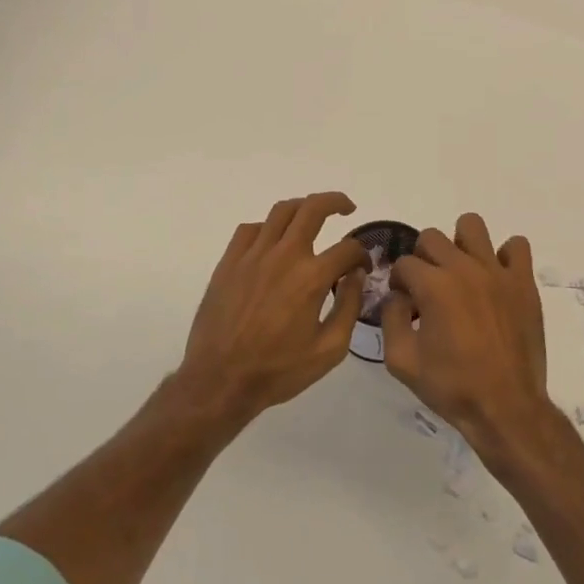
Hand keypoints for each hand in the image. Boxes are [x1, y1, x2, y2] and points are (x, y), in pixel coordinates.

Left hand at [178, 192, 369, 420]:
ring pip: (281, 211)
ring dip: (302, 208)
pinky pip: (250, 229)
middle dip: (336, 202)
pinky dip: (268, 227)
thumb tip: (356, 275)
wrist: (220, 381)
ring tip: (312, 217)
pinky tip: (273, 242)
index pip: (348, 248)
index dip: (362, 255)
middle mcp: (283, 256)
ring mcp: (252, 255)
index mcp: (311, 277)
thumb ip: (348, 307)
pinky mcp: (229, 262)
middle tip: (347, 208)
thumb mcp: (329, 350)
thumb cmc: (278, 370)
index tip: (362, 267)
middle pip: (313, 208)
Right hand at [383, 213, 551, 460]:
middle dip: (422, 259)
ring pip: (472, 226)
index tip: (406, 304)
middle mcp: (464, 269)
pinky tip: (496, 280)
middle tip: (429, 290)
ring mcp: (497, 272)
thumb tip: (398, 297)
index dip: (398, 282)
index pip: (404, 263)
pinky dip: (504, 256)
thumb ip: (391, 319)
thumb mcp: (401, 361)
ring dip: (460, 244)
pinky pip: (517, 246)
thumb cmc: (451, 386)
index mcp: (434, 286)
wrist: (506, 406)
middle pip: (432, 238)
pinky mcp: (523, 282)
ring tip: (461, 274)